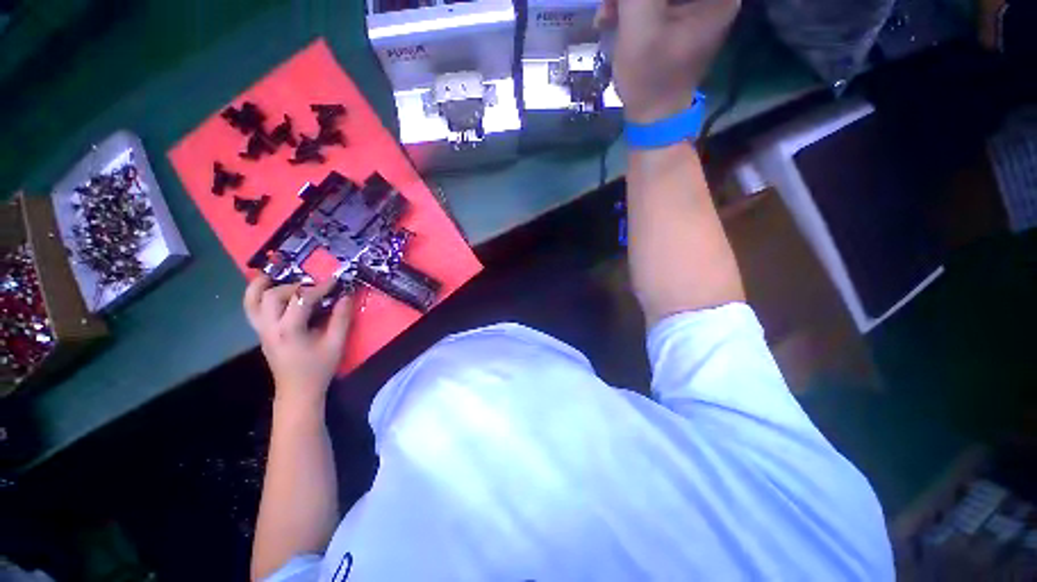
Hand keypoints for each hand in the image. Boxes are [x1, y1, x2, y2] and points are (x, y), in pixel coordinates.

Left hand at [244, 276, 352, 403]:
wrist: (298, 392)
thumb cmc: (318, 369)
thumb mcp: (336, 343)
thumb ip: (341, 318)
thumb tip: (347, 296)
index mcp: (289, 330)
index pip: (300, 300)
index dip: (319, 288)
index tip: (335, 281)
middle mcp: (269, 328)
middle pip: (271, 296)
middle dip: (294, 286)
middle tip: (313, 287)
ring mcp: (261, 331)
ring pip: (251, 302)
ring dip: (261, 286)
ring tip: (273, 275)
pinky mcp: (261, 334)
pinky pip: (252, 310)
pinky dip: (256, 296)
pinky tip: (269, 291)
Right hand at [597, 0, 740, 123]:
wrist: (653, 117)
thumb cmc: (650, 79)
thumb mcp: (640, 29)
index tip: (624, 3)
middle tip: (611, 4)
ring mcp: (698, 4)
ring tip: (607, 12)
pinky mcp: (682, 15)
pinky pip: (657, 1)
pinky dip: (633, 4)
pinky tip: (613, 16)